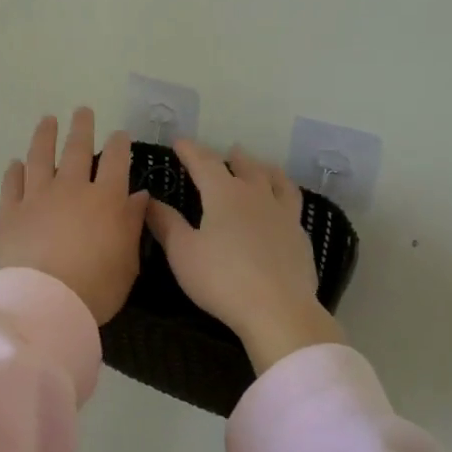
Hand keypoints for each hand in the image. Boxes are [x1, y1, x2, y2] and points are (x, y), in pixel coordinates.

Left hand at [0, 108, 149, 324]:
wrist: (45, 303)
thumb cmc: (95, 288)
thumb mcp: (128, 262)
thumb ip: (132, 225)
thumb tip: (139, 196)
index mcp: (105, 199)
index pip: (115, 161)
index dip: (119, 144)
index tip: (119, 134)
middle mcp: (71, 188)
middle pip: (76, 149)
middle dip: (81, 127)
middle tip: (82, 111)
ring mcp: (37, 197)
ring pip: (40, 156)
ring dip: (44, 136)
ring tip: (47, 120)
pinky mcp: (9, 211)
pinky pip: (11, 184)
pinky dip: (14, 171)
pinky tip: (15, 163)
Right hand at [146, 140, 346, 373]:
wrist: (278, 310)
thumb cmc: (222, 279)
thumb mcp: (183, 252)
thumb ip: (166, 223)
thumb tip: (150, 199)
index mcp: (224, 194)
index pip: (204, 163)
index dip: (190, 151)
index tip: (180, 142)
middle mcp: (256, 196)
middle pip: (246, 168)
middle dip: (232, 158)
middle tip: (228, 152)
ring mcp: (283, 215)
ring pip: (277, 182)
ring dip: (266, 170)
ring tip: (263, 167)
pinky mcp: (300, 237)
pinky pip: (293, 205)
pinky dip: (285, 196)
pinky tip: (284, 207)